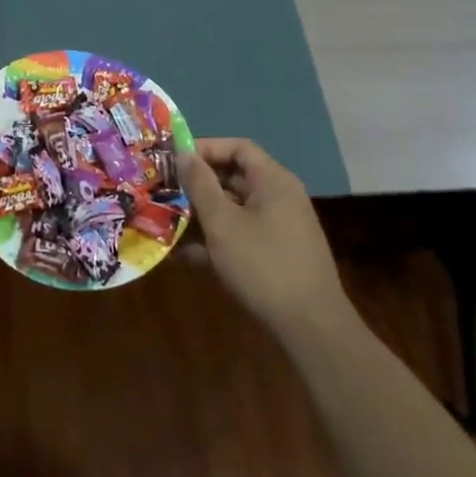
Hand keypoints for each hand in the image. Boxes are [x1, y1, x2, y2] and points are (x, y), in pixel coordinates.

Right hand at [178, 138, 356, 343]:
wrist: (311, 328)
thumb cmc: (263, 265)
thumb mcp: (222, 223)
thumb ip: (201, 184)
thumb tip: (184, 154)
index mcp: (273, 181)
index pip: (238, 148)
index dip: (205, 148)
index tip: (173, 160)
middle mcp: (279, 198)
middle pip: (234, 177)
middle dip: (197, 184)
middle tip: (164, 190)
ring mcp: (279, 228)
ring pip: (234, 209)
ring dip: (201, 215)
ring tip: (166, 222)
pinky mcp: (276, 255)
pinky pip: (241, 235)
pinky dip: (215, 241)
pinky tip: (184, 257)